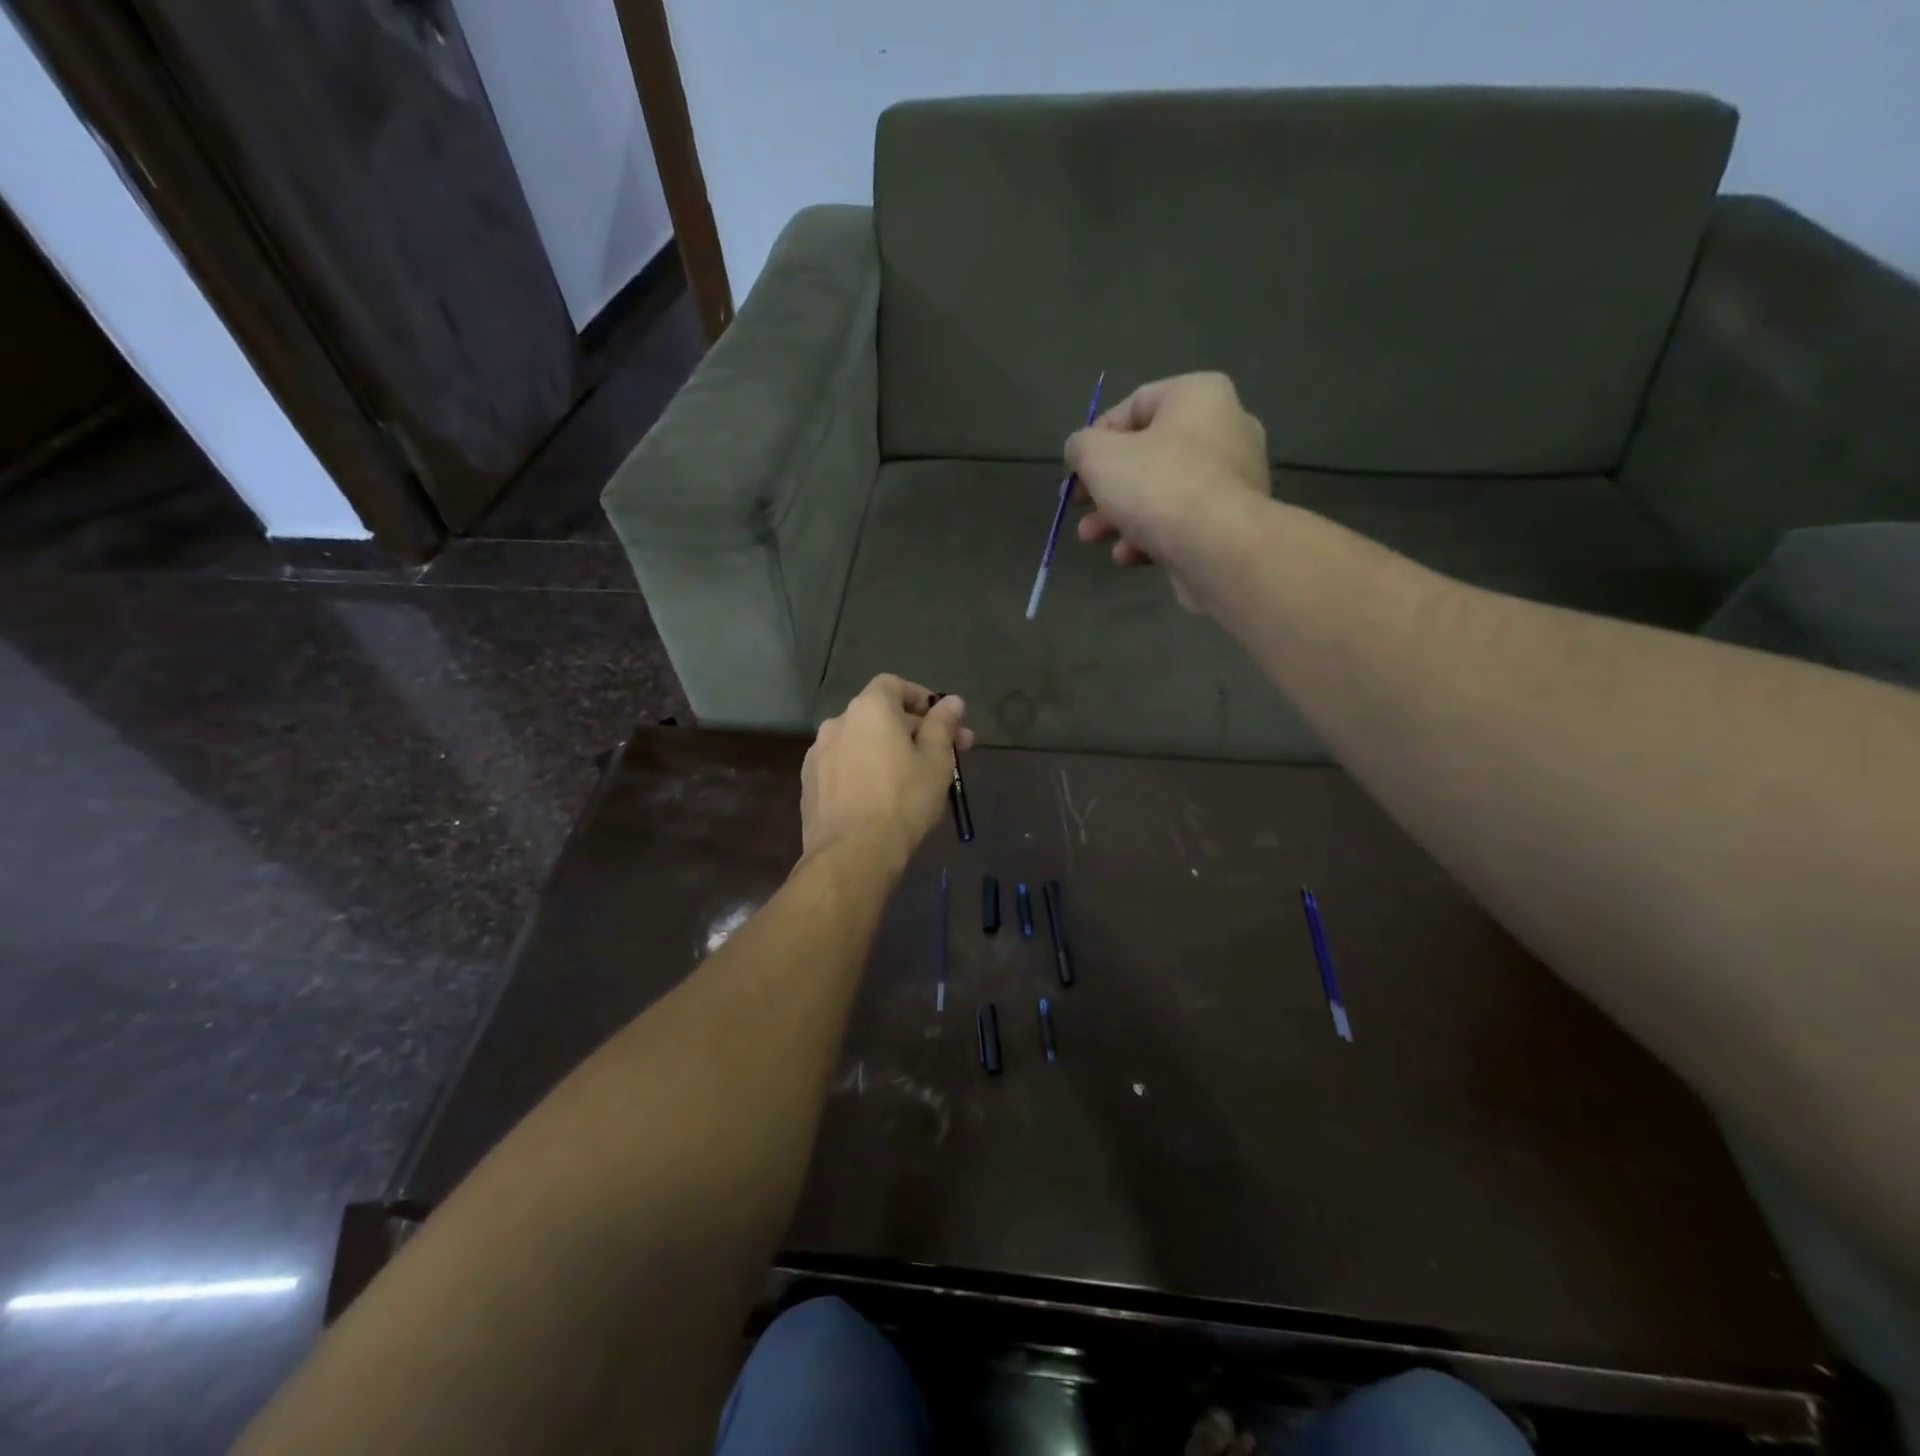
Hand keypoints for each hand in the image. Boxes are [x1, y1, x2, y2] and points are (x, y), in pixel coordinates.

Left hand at [801, 675, 973, 867]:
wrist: (852, 854)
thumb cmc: (903, 801)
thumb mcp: (936, 761)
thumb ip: (943, 725)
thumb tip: (952, 701)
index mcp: (869, 709)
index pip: (893, 684)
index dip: (920, 698)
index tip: (942, 722)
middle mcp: (837, 722)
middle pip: (879, 715)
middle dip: (912, 730)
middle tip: (943, 756)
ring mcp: (817, 754)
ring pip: (860, 742)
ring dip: (885, 751)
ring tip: (910, 779)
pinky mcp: (809, 783)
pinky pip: (843, 766)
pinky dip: (863, 771)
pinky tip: (879, 798)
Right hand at [1066, 372, 1270, 610]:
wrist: (1219, 548)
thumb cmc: (1158, 485)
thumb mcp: (1098, 456)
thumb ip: (1081, 446)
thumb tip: (1081, 450)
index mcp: (1198, 395)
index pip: (1134, 405)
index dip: (1095, 438)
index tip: (1074, 471)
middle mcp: (1225, 428)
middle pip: (1147, 454)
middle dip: (1104, 486)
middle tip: (1078, 507)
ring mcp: (1234, 479)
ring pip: (1162, 492)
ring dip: (1119, 516)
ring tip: (1092, 538)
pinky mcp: (1233, 522)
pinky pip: (1182, 521)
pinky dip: (1150, 536)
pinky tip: (1126, 556)